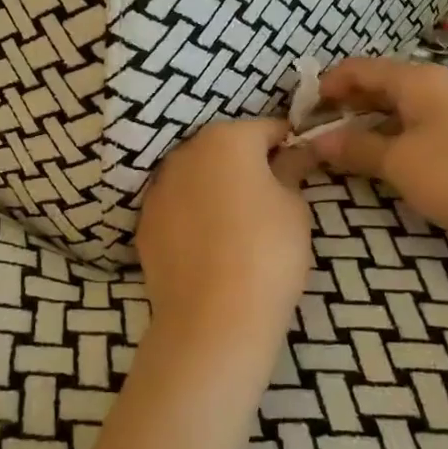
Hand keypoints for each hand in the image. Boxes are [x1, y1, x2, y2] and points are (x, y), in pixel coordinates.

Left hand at [134, 117, 313, 367]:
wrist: (212, 320)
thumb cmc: (267, 252)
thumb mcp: (295, 207)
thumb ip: (291, 169)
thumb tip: (293, 153)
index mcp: (227, 138)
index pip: (267, 128)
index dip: (288, 145)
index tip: (302, 166)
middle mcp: (186, 152)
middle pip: (226, 147)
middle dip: (249, 163)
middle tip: (273, 197)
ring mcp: (159, 187)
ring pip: (198, 175)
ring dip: (217, 186)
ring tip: (240, 224)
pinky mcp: (145, 222)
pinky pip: (178, 206)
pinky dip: (194, 214)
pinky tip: (211, 245)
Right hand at [311, 56, 447, 269]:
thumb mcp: (398, 163)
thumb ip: (355, 147)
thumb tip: (317, 142)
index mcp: (417, 80)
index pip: (359, 68)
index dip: (327, 85)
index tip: (300, 110)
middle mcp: (434, 84)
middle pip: (377, 83)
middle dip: (343, 102)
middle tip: (314, 128)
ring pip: (395, 104)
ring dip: (364, 120)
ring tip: (337, 143)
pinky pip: (412, 121)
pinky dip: (387, 132)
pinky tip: (376, 153)